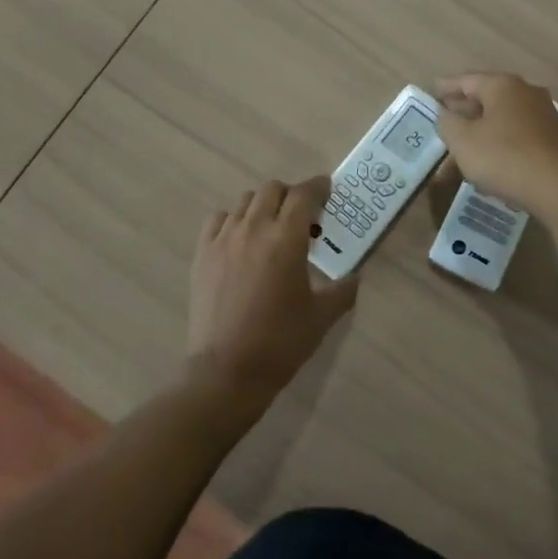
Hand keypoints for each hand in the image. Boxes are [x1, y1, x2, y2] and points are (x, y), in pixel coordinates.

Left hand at [186, 176, 355, 410]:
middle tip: (301, 215)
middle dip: (291, 195)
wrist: (226, 371)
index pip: (304, 194)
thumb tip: (355, 276)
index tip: (327, 190)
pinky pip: (218, 219)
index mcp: (286, 239)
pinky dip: (233, 220)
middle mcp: (254, 228)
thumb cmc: (280, 342)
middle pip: (273, 189)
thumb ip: (343, 291)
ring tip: (270, 227)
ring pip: (245, 201)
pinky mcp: (202, 253)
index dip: (318, 187)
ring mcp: (223, 239)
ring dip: (263, 206)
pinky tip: (240, 239)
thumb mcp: (321, 317)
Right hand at [434, 71, 557, 218]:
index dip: (445, 87)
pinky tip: (489, 163)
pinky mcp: (554, 139)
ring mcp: (544, 115)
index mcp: (502, 85)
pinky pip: (517, 136)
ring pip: (502, 119)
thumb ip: (447, 123)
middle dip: (463, 112)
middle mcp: (526, 93)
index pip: (466, 80)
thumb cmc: (506, 158)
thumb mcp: (463, 141)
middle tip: (443, 122)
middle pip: (486, 98)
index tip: (431, 91)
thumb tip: (446, 114)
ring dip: (480, 132)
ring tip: (461, 149)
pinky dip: (499, 144)